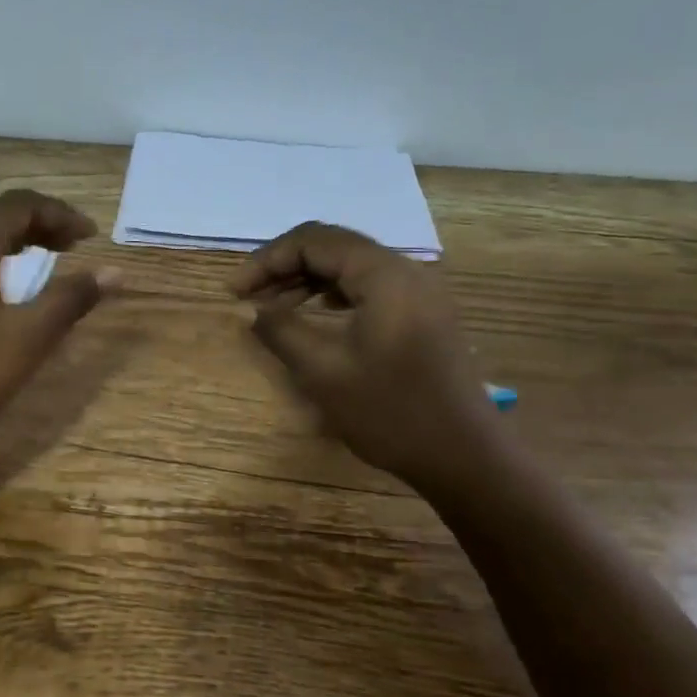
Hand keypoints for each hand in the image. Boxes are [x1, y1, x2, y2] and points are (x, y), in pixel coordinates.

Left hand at [0, 190, 109, 447]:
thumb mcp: (29, 336)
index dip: (59, 213)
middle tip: (73, 242)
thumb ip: (70, 299)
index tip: (92, 235)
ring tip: (43, 258)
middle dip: (38, 221)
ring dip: (13, 240)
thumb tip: (114, 271)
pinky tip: (1, 291)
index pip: (18, 205)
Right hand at [231, 222, 499, 492]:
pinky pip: (369, 287)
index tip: (234, 293)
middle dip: (283, 266)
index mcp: (384, 275)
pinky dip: (333, 294)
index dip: (266, 260)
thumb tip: (251, 310)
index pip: (313, 241)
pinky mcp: (423, 314)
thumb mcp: (323, 371)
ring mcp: (419, 292)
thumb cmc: (389, 412)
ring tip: (271, 307)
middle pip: (333, 247)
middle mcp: (405, 271)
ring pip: (350, 266)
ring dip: (306, 280)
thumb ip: (281, 330)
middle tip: (247, 298)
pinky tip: (313, 314)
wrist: (463, 456)